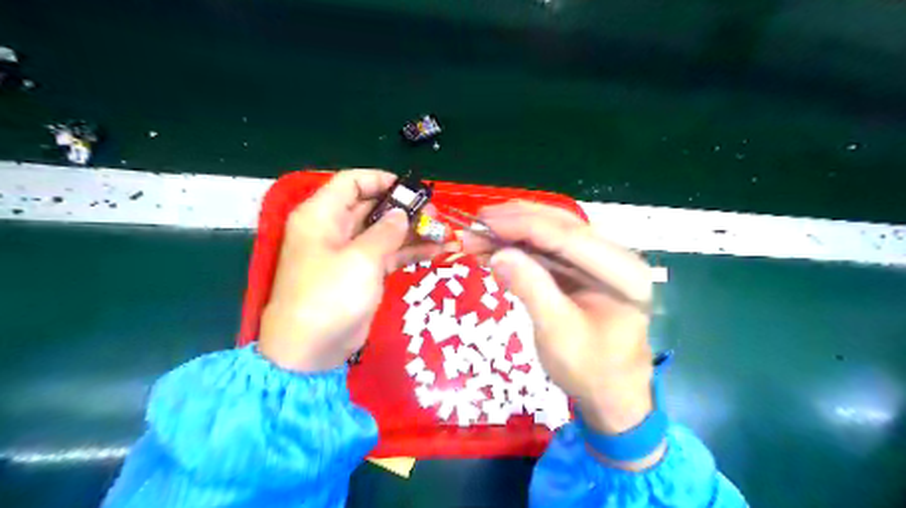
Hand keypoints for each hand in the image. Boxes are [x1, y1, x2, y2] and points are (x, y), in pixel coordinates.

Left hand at [258, 171, 445, 373]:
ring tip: (443, 233)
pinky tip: (435, 251)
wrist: (311, 350)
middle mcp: (334, 229)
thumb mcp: (360, 259)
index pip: (351, 182)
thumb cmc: (330, 295)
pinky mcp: (362, 275)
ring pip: (384, 233)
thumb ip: (386, 232)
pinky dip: (409, 252)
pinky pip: (388, 255)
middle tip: (435, 215)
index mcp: (322, 215)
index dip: (381, 180)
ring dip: (412, 232)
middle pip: (372, 207)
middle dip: (404, 209)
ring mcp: (349, 254)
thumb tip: (402, 215)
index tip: (411, 189)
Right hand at [462, 200, 655, 436]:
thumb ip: (531, 288)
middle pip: (562, 226)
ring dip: (516, 231)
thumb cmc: (591, 371)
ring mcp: (601, 261)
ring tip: (480, 232)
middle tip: (477, 220)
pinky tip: (498, 246)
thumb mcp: (557, 332)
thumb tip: (497, 254)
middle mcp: (616, 256)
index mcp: (622, 271)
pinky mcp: (585, 271)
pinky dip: (522, 247)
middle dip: (517, 220)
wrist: (612, 397)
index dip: (522, 224)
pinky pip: (551, 250)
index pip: (567, 236)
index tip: (483, 220)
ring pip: (554, 233)